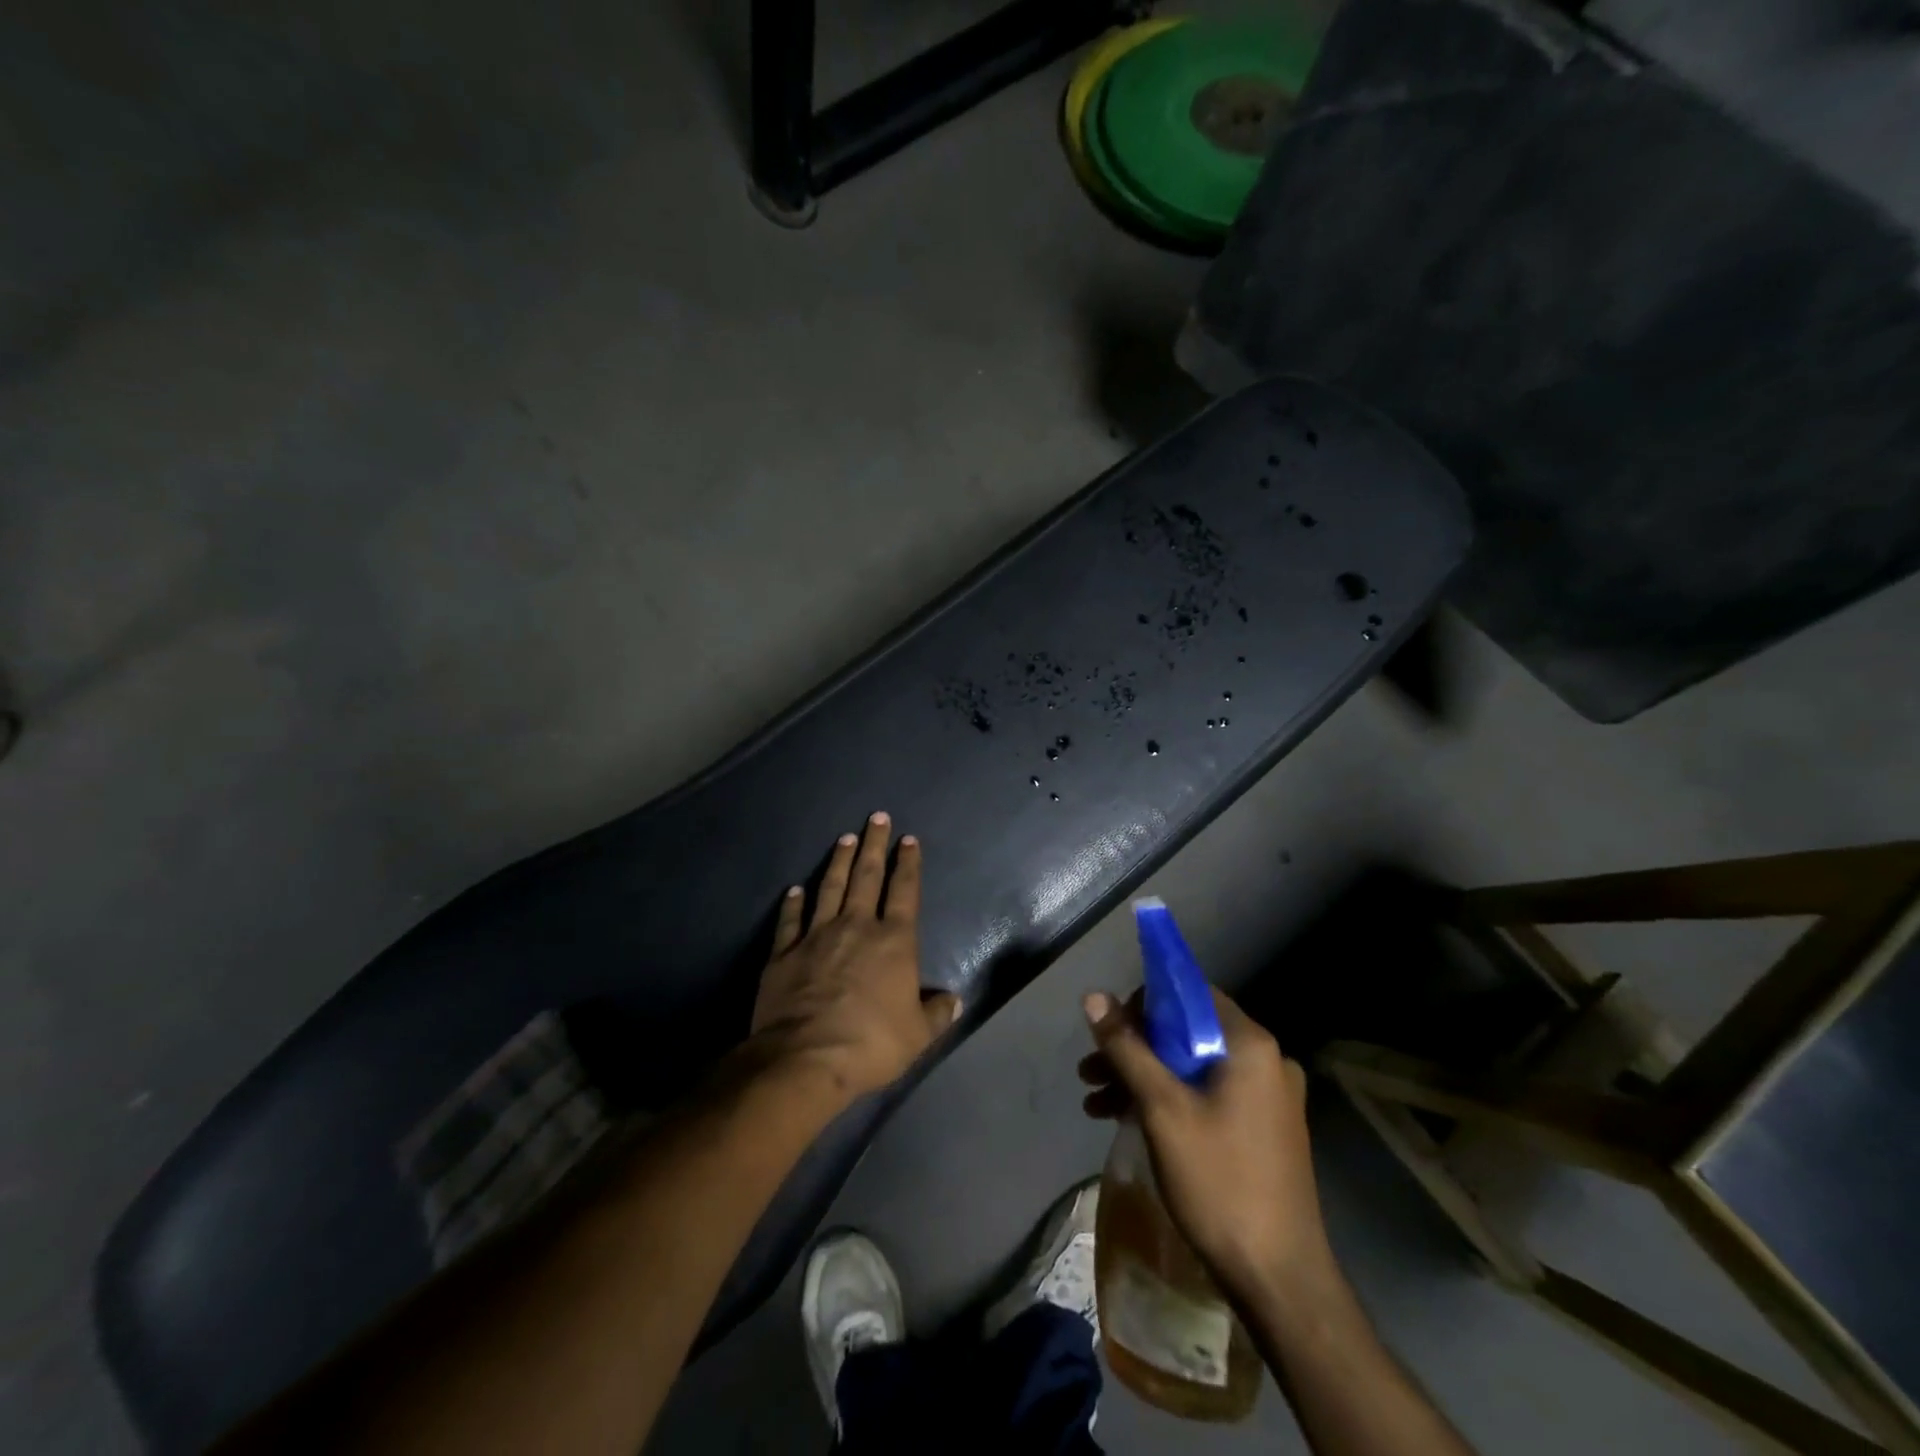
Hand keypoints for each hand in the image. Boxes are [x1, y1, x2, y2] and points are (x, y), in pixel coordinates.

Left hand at [748, 813, 960, 1103]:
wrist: (806, 1058)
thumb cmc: (871, 1043)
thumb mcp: (917, 1035)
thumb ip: (936, 1014)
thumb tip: (954, 1000)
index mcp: (893, 941)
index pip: (905, 892)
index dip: (908, 864)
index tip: (908, 839)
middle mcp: (856, 927)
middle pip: (866, 877)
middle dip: (873, 845)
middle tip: (876, 817)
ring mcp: (816, 936)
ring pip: (829, 888)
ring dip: (837, 861)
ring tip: (844, 838)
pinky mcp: (784, 954)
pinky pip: (790, 921)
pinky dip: (793, 903)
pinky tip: (795, 889)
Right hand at [1080, 986, 1333, 1304]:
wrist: (1279, 1280)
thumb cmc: (1219, 1181)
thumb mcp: (1161, 1108)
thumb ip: (1127, 1048)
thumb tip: (1094, 997)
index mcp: (1250, 1044)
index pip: (1190, 994)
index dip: (1143, 1005)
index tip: (1109, 1031)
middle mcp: (1265, 1060)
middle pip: (1187, 1032)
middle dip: (1133, 1049)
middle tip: (1090, 1071)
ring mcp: (1268, 1097)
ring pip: (1193, 1067)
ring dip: (1144, 1078)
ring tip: (1095, 1102)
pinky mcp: (1263, 1129)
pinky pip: (1207, 1095)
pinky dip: (1169, 1101)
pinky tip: (1128, 1121)